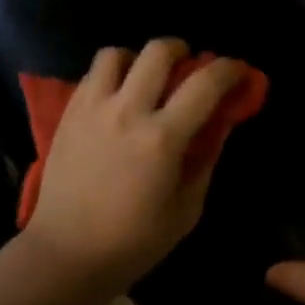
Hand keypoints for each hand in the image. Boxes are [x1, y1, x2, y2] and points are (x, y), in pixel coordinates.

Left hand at [24, 38, 246, 285]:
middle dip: (181, 50)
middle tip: (187, 67)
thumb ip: (205, 161)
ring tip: (144, 79)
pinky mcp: (68, 114)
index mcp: (162, 138)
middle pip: (157, 51)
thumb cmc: (133, 241)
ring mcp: (92, 109)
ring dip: (138, 59)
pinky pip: (91, 75)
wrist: (67, 253)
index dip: (229, 69)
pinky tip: (117, 99)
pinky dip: (111, 76)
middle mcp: (126, 111)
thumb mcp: (186, 209)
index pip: (204, 84)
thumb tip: (218, 126)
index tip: (238, 71)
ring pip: (116, 54)